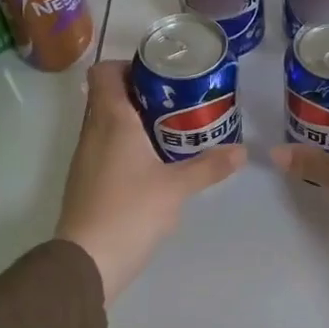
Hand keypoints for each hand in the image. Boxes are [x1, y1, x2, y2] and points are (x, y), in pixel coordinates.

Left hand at [55, 60, 244, 301]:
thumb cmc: (130, 211)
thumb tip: (243, 151)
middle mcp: (92, 132)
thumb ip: (209, 166)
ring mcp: (85, 158)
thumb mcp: (177, 187)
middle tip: (177, 100)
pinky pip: (104, 147)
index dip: (127, 66)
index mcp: (111, 120)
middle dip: (140, 92)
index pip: (104, 73)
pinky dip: (125, 144)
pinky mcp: (86, 181)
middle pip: (107, 96)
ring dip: (133, 119)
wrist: (87, 261)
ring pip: (105, 123)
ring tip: (170, 128)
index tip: (159, 75)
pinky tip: (152, 162)